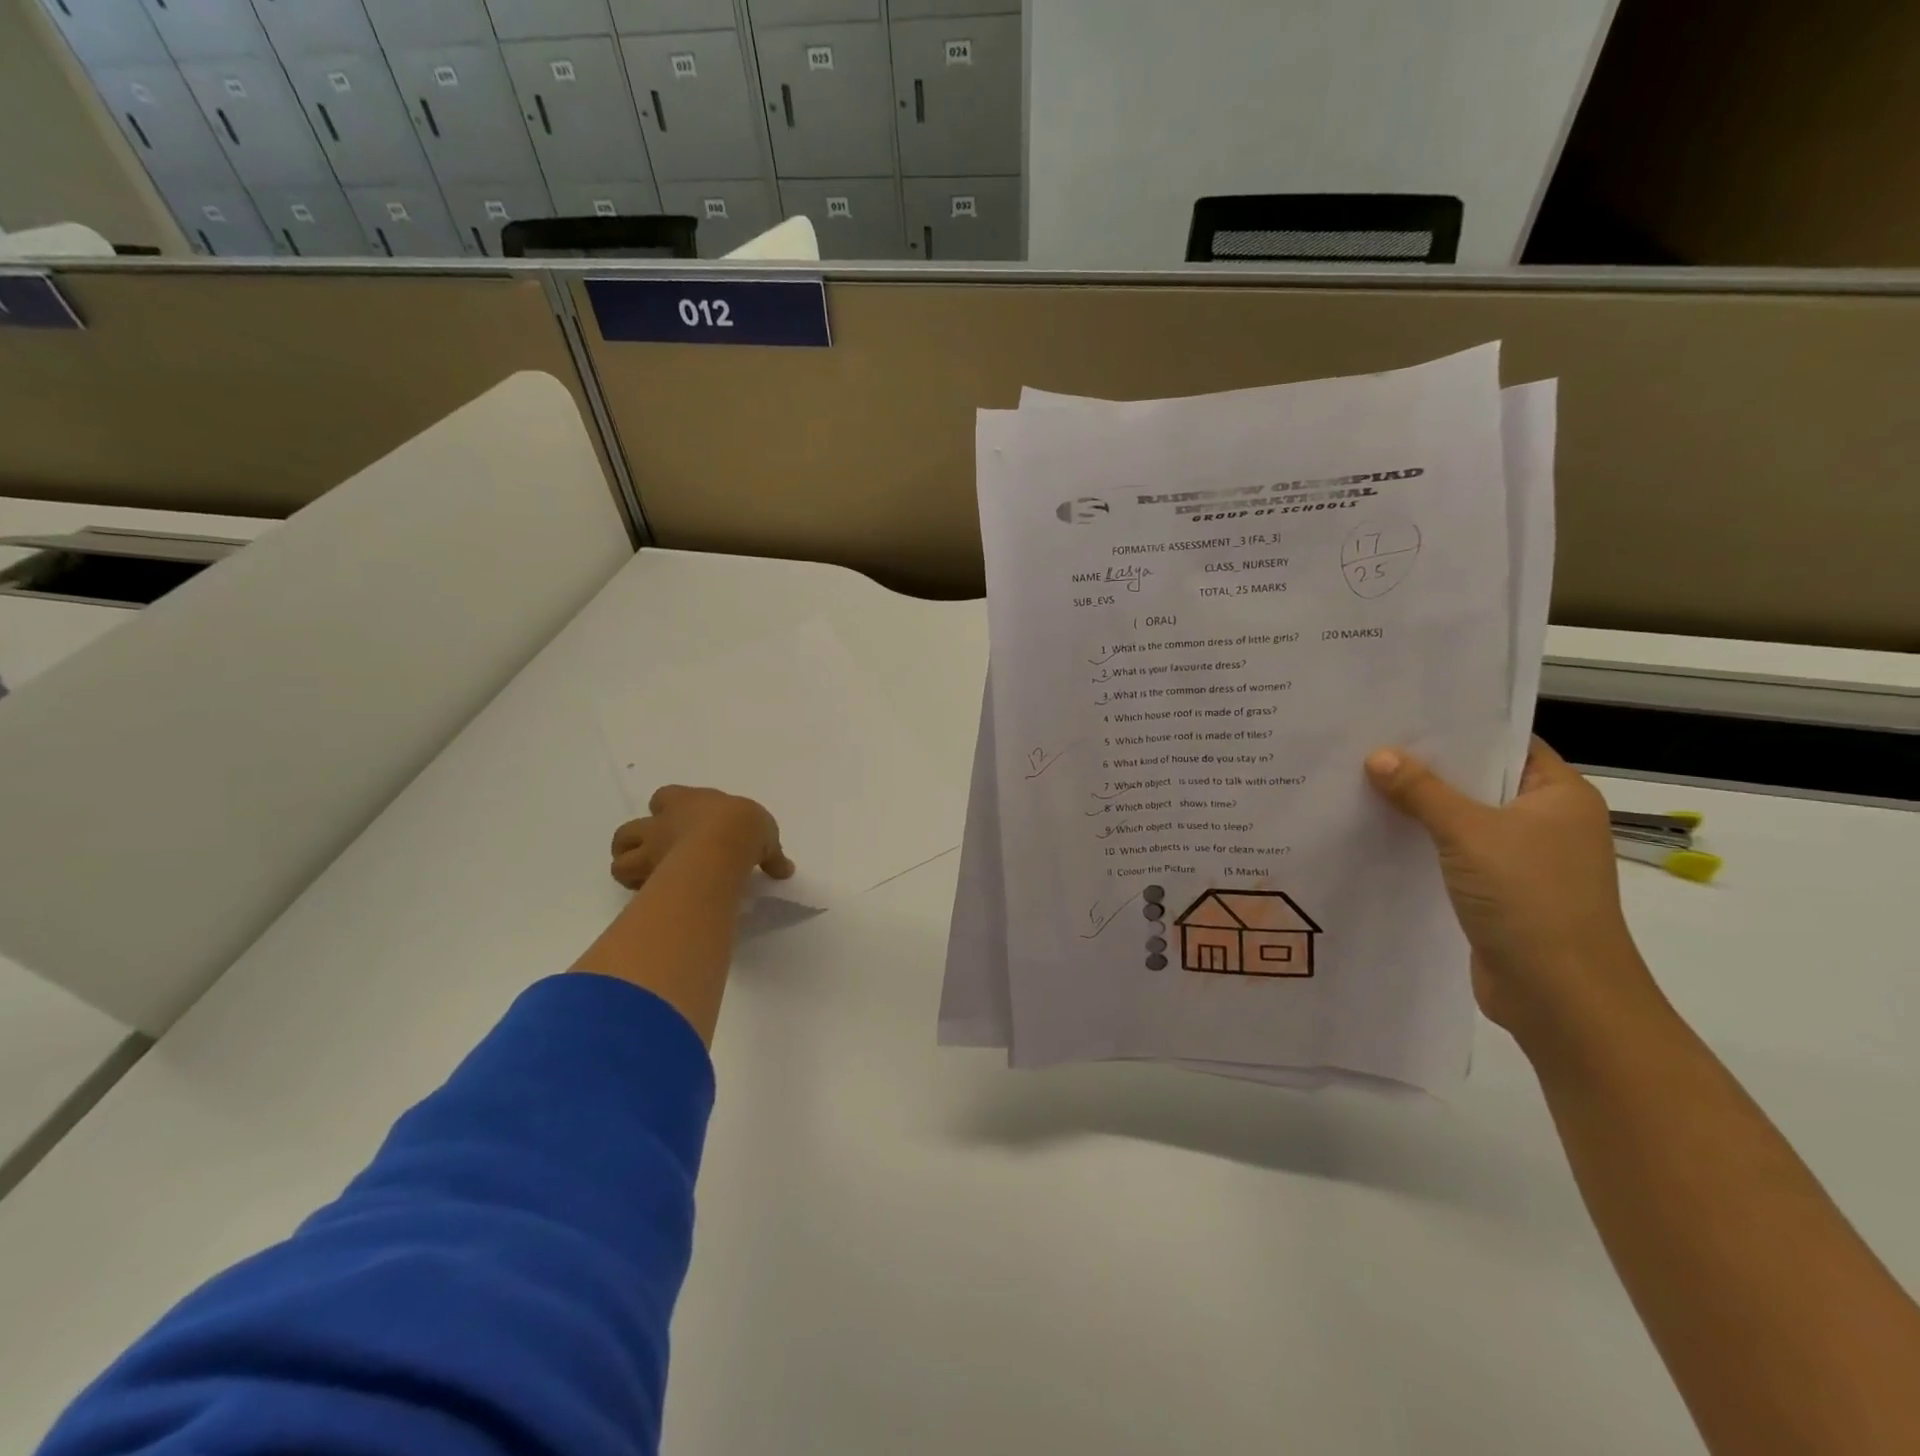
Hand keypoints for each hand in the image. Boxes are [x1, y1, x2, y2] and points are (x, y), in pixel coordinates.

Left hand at [610, 786, 793, 890]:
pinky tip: (655, 898)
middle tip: (656, 855)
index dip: (668, 809)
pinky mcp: (647, 876)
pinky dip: (639, 892)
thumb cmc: (743, 828)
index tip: (681, 821)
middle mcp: (663, 823)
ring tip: (646, 880)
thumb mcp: (767, 835)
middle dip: (636, 841)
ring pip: (620, 856)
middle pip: (630, 828)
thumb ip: (770, 853)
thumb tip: (785, 869)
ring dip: (628, 867)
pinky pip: (633, 885)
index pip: (665, 797)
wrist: (723, 845)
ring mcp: (651, 850)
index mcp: (689, 802)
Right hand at [1364, 738, 1656, 1039]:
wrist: (1560, 995)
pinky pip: (1454, 852)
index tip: (1403, 714)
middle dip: (1427, 767)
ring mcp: (1522, 859)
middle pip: (1479, 780)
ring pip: (1463, 819)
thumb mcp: (1469, 834)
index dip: (1459, 728)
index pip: (1507, 743)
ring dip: (1420, 807)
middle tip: (1367, 743)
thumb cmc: (1529, 898)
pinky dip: (1422, 842)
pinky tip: (1378, 832)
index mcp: (1559, 795)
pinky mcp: (1498, 891)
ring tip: (1361, 782)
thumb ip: (1422, 791)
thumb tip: (1377, 754)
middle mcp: (1546, 821)